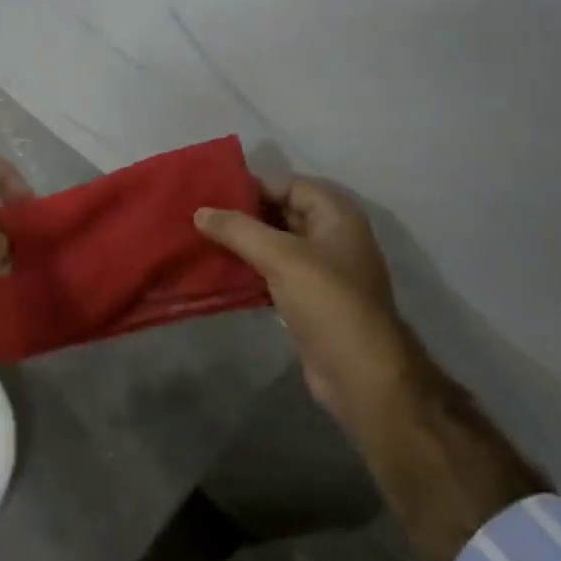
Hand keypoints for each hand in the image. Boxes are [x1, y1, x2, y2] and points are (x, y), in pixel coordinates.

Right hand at [195, 178, 407, 411]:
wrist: (360, 374)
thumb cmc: (327, 302)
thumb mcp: (281, 257)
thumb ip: (238, 230)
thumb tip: (200, 211)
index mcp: (337, 217)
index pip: (290, 185)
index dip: (255, 187)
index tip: (215, 195)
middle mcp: (333, 238)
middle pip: (283, 214)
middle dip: (245, 216)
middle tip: (201, 217)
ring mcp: (323, 272)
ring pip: (276, 246)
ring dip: (244, 245)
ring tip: (202, 242)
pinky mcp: (310, 301)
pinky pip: (275, 275)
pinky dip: (250, 272)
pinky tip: (220, 274)